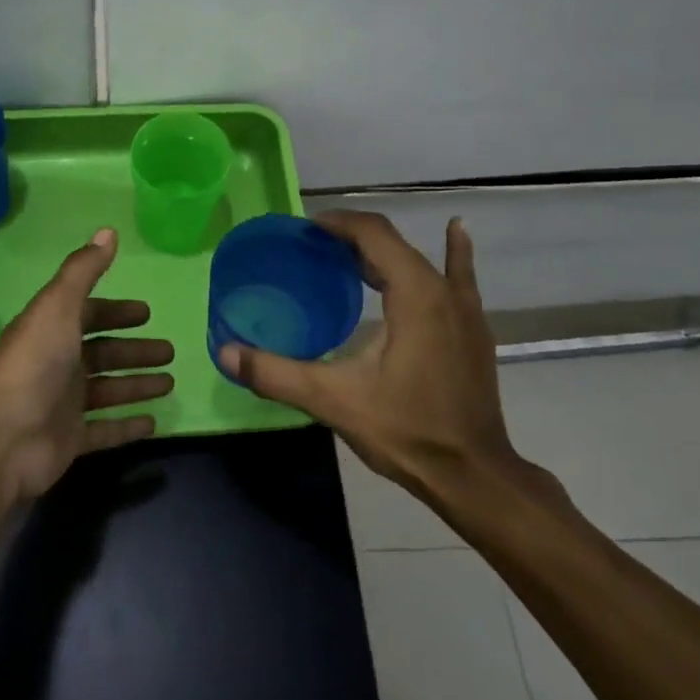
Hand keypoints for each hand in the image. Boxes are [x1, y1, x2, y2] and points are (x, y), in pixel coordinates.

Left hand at [0, 228, 173, 503]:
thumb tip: (108, 230)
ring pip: (107, 389)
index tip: (146, 313)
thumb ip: (83, 270)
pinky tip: (153, 422)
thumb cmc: (32, 365)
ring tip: (169, 382)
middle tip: (168, 351)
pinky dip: (127, 426)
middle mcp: (56, 363)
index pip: (88, 314)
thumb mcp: (57, 307)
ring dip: (136, 384)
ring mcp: (62, 404)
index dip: (116, 312)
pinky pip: (104, 430)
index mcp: (51, 330)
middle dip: (133, 350)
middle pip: (102, 352)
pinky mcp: (68, 440)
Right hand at [220, 211, 557, 522]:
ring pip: (418, 260)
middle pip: (393, 243)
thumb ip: (277, 374)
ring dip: (383, 251)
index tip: (304, 229)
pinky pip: (458, 276)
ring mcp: (465, 309)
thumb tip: (226, 353)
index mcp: (414, 294)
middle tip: (312, 247)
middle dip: (351, 237)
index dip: (337, 223)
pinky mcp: (473, 329)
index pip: (373, 234)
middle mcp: (442, 290)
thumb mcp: (334, 402)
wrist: (474, 475)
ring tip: (349, 250)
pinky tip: (456, 230)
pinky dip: (452, 252)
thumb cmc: (407, 431)